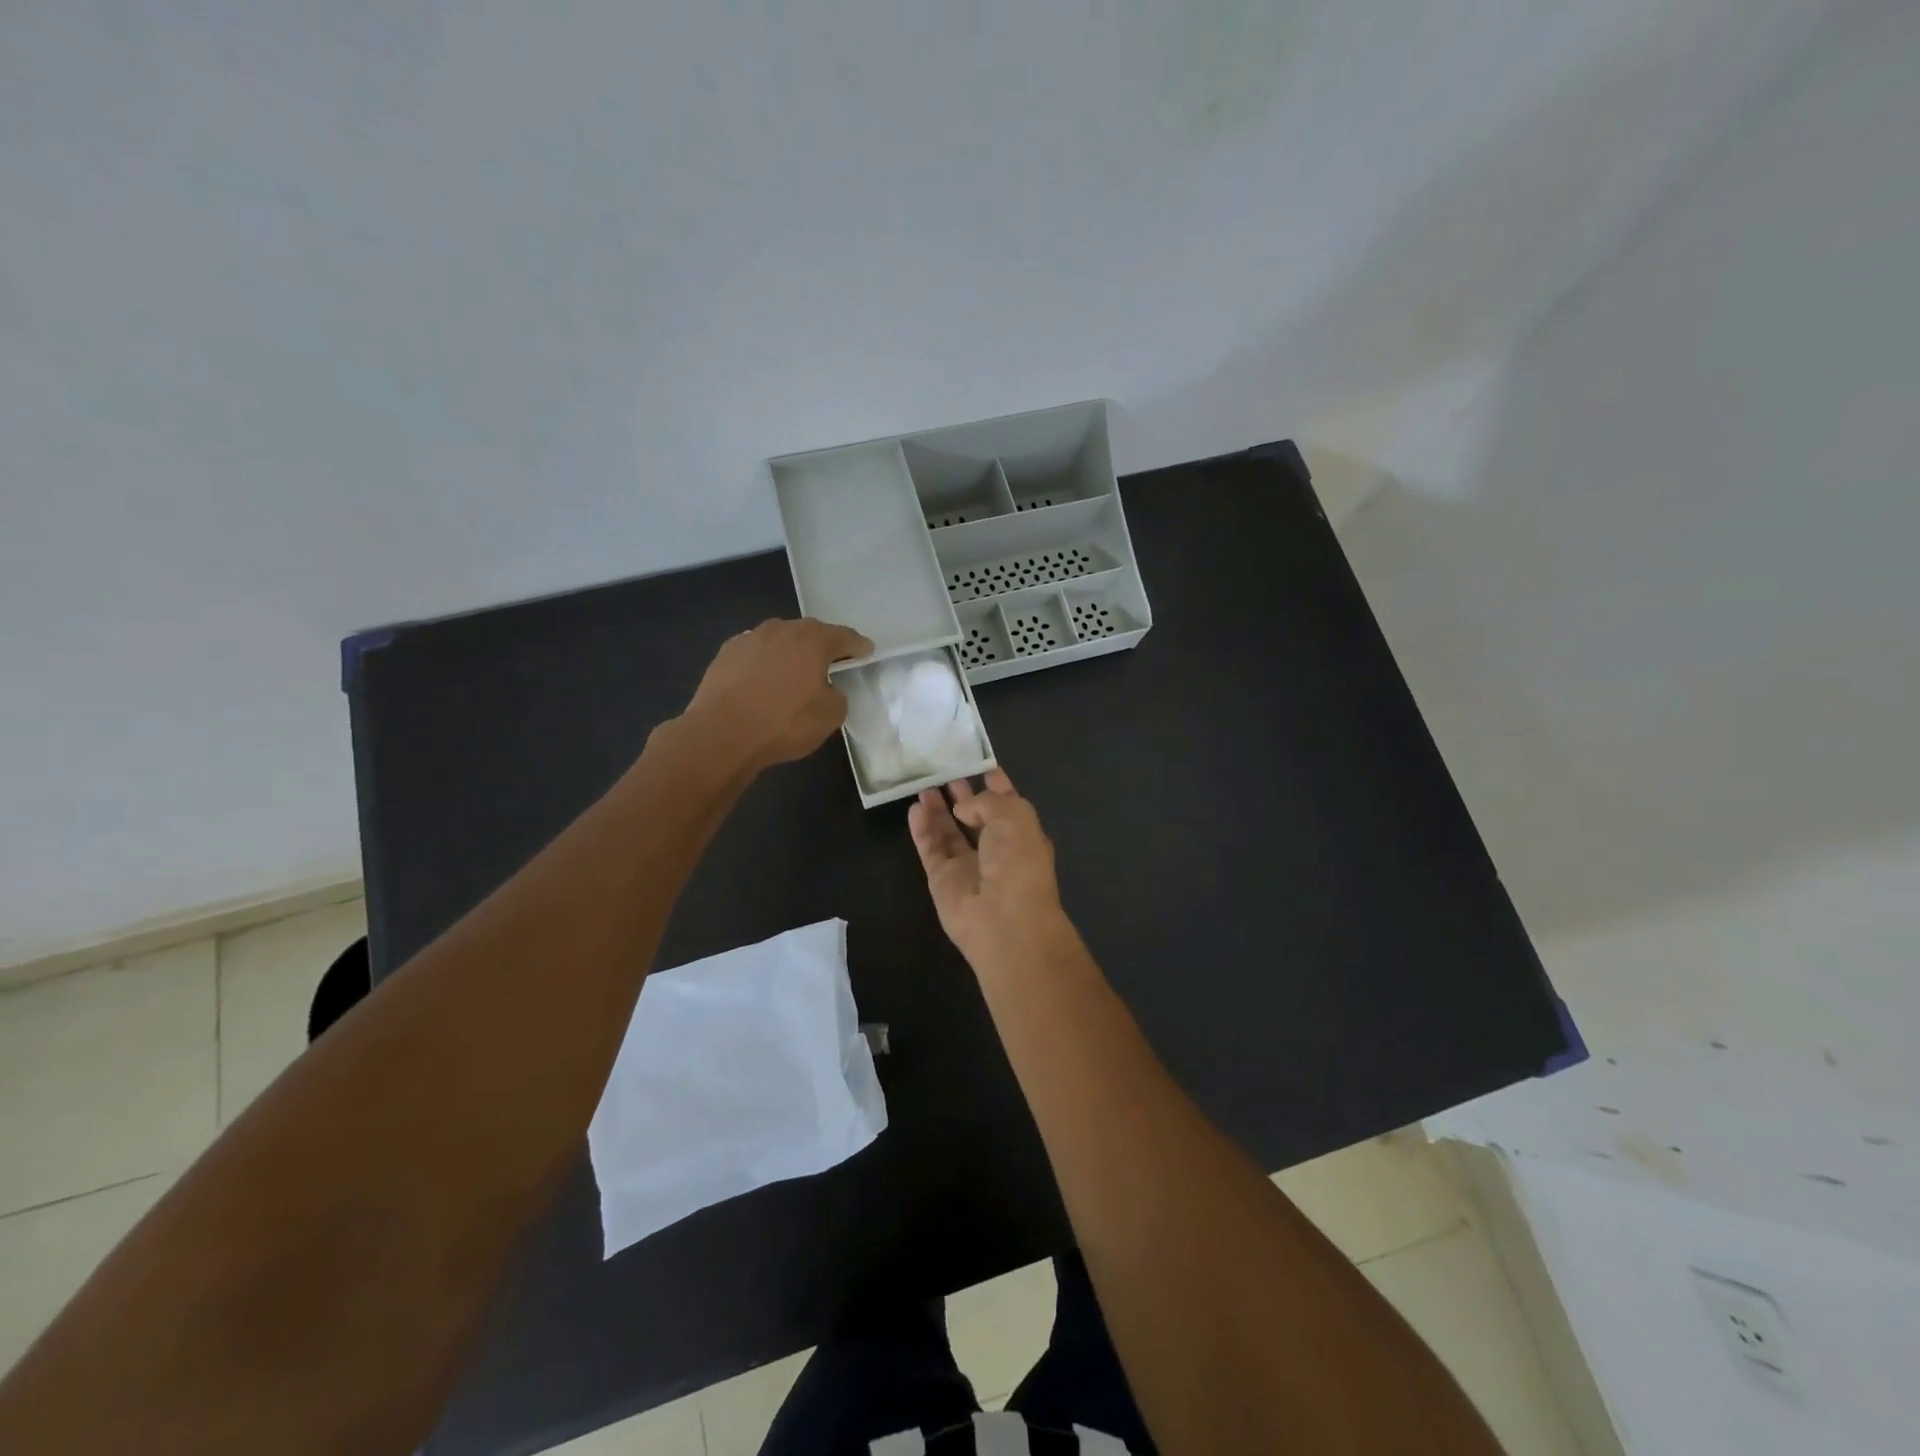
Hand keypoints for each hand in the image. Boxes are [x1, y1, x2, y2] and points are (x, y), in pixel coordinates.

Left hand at [681, 618, 872, 772]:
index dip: (858, 646)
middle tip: (832, 662)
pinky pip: (755, 654)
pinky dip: (765, 663)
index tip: (866, 651)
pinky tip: (763, 681)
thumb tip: (827, 689)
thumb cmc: (784, 723)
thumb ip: (838, 696)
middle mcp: (781, 629)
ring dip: (791, 653)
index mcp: (813, 640)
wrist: (722, 734)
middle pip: (810, 633)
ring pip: (780, 641)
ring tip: (794, 673)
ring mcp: (750, 638)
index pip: (844, 637)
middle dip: (823, 646)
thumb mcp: (830, 716)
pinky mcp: (725, 654)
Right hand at [909, 769, 1069, 971]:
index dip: (994, 783)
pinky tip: (915, 808)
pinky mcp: (942, 879)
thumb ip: (985, 802)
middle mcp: (996, 849)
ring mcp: (968, 866)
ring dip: (938, 809)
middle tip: (943, 771)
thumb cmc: (1018, 861)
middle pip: (975, 817)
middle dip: (962, 795)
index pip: (1006, 803)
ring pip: (949, 832)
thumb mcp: (1013, 816)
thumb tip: (962, 809)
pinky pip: (930, 848)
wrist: (1004, 920)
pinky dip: (922, 829)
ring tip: (924, 785)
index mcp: (1021, 834)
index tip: (978, 764)